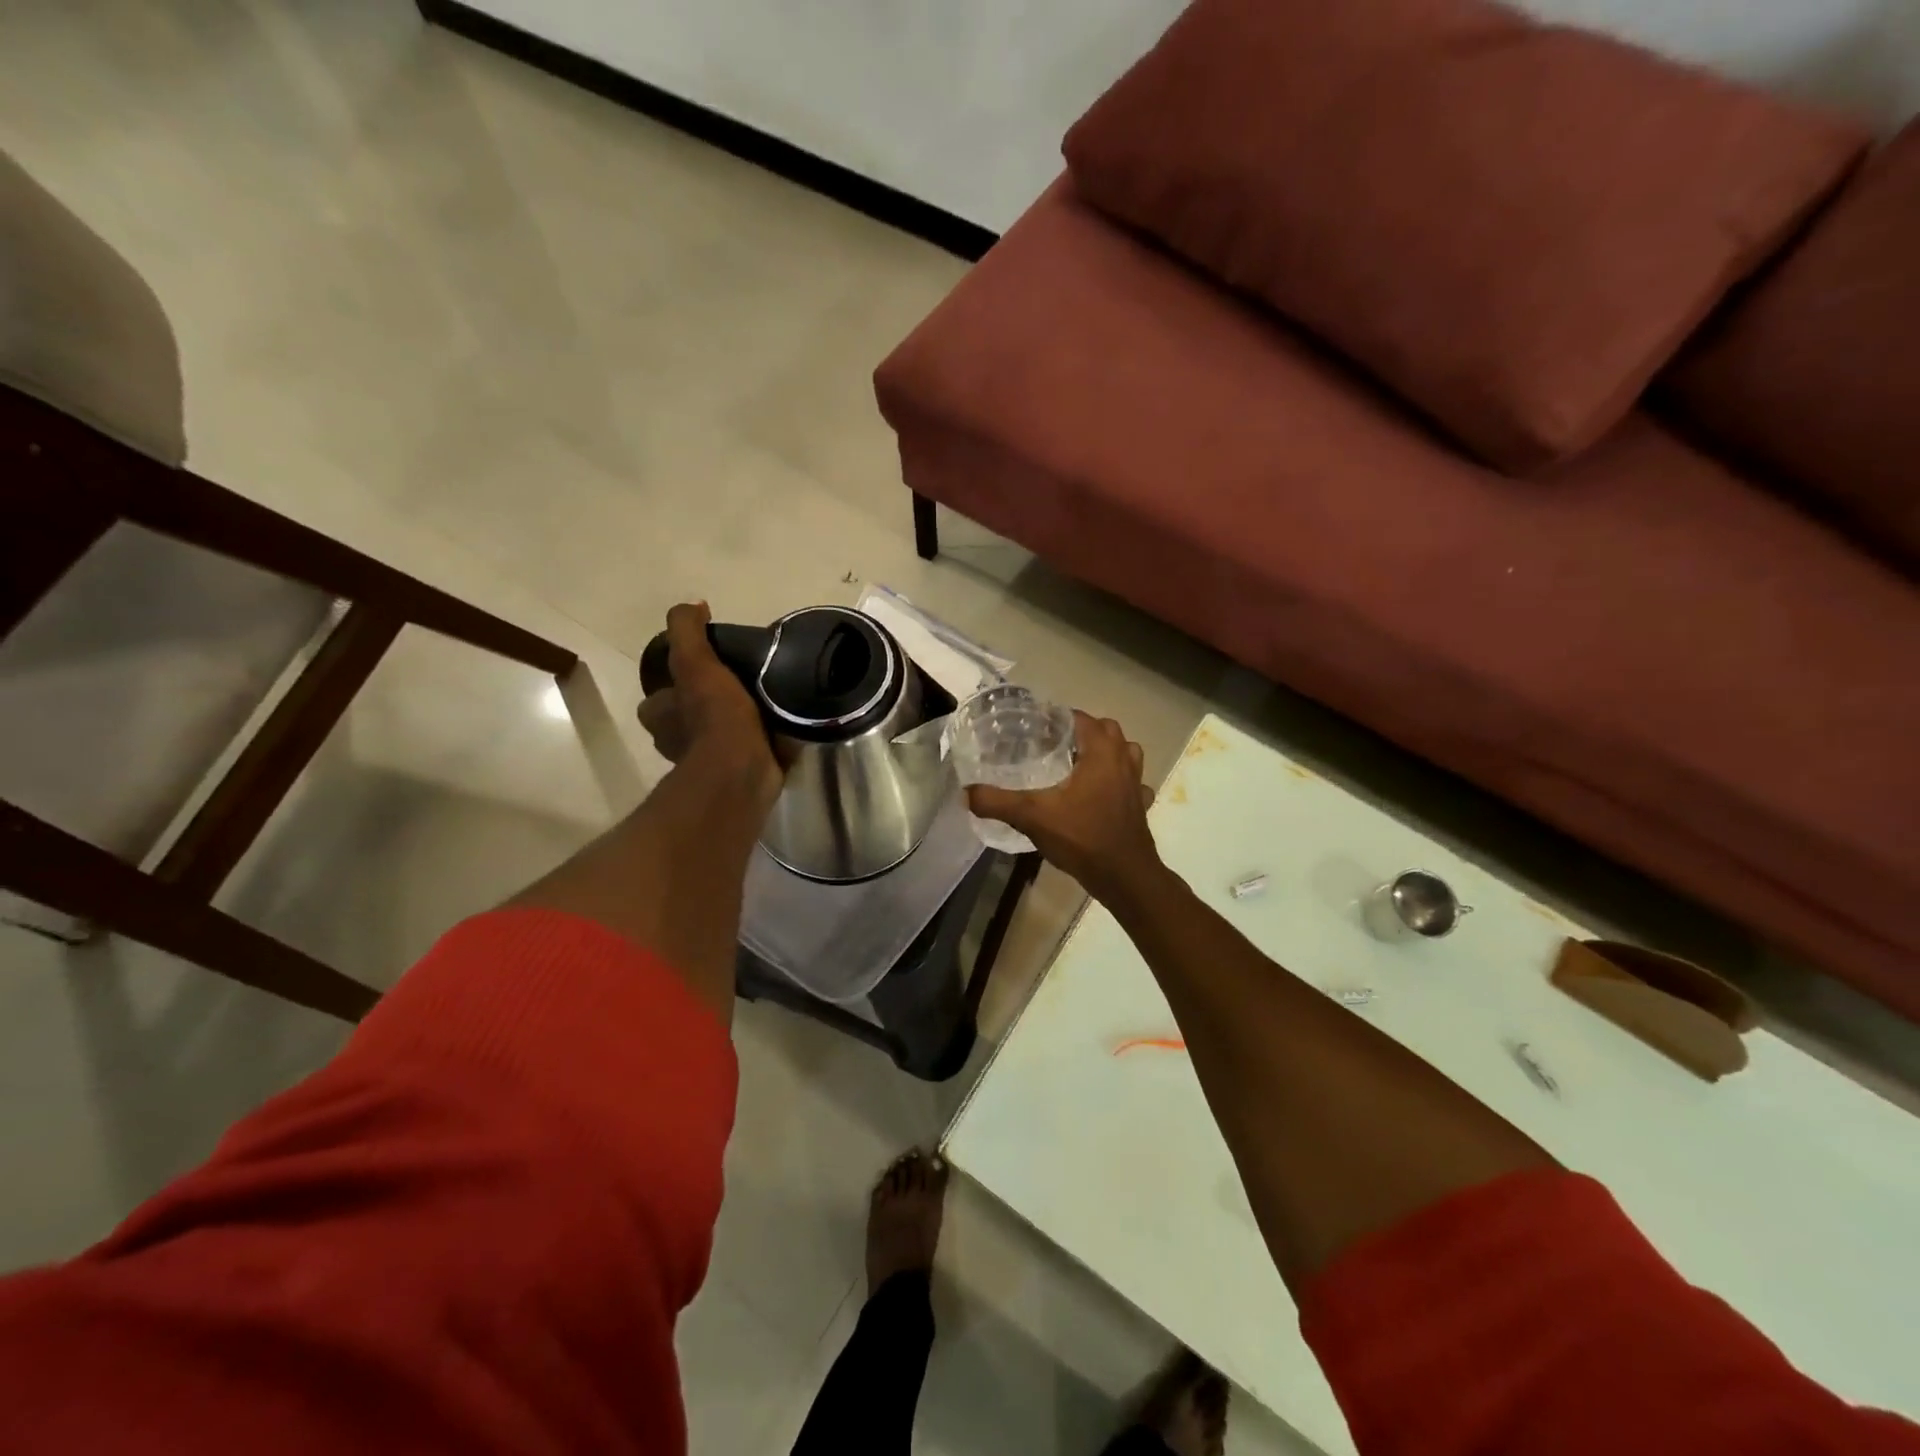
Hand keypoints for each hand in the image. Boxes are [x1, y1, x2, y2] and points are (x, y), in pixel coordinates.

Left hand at [638, 602, 781, 801]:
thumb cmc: (713, 715)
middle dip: (708, 705)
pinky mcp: (740, 775)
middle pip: (688, 717)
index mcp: (660, 717)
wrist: (743, 770)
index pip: (659, 697)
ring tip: (768, 700)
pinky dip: (763, 741)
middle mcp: (676, 742)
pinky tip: (784, 725)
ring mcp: (708, 763)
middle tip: (741, 683)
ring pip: (720, 735)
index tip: (704, 669)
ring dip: (737, 723)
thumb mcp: (695, 662)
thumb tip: (693, 604)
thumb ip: (687, 631)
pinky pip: (750, 751)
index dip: (675, 684)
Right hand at [968, 712, 1162, 904]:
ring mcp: (1136, 782)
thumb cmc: (1082, 837)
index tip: (1034, 728)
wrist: (1124, 876)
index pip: (1080, 718)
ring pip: (1125, 753)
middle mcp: (1123, 759)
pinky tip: (1102, 796)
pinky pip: (1132, 783)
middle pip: (1106, 730)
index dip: (1057, 719)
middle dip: (1081, 732)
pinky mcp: (1141, 805)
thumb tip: (967, 793)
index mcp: (1101, 752)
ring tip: (1078, 765)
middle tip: (1053, 746)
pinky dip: (1119, 783)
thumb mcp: (1032, 817)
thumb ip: (997, 802)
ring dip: (1106, 753)